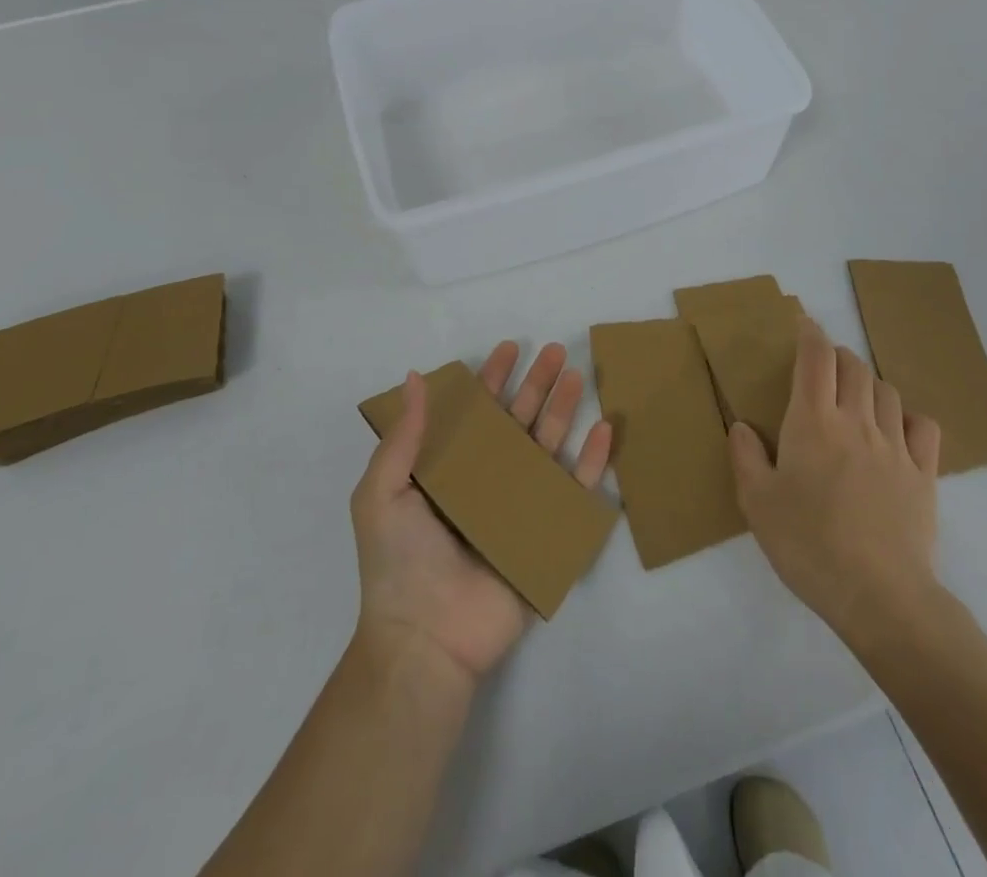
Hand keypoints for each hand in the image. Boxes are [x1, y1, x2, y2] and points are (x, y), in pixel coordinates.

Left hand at [350, 341, 613, 684]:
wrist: (426, 638)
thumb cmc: (399, 561)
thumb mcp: (383, 492)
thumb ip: (404, 436)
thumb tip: (414, 377)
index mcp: (450, 469)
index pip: (475, 413)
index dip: (491, 379)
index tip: (509, 348)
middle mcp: (486, 480)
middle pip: (517, 421)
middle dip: (536, 384)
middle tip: (555, 351)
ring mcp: (519, 505)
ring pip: (548, 446)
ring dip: (564, 410)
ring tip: (578, 376)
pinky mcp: (546, 533)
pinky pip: (575, 490)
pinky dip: (591, 460)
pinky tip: (603, 430)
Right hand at [729, 317, 942, 652]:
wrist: (880, 596)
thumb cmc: (808, 545)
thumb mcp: (757, 504)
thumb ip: (745, 457)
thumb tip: (743, 427)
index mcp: (812, 422)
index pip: (816, 358)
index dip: (810, 334)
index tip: (805, 323)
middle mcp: (856, 421)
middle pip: (854, 367)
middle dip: (838, 356)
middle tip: (824, 366)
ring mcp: (895, 446)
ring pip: (887, 391)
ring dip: (869, 383)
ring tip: (857, 396)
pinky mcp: (924, 474)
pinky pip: (924, 427)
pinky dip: (909, 416)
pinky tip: (898, 429)